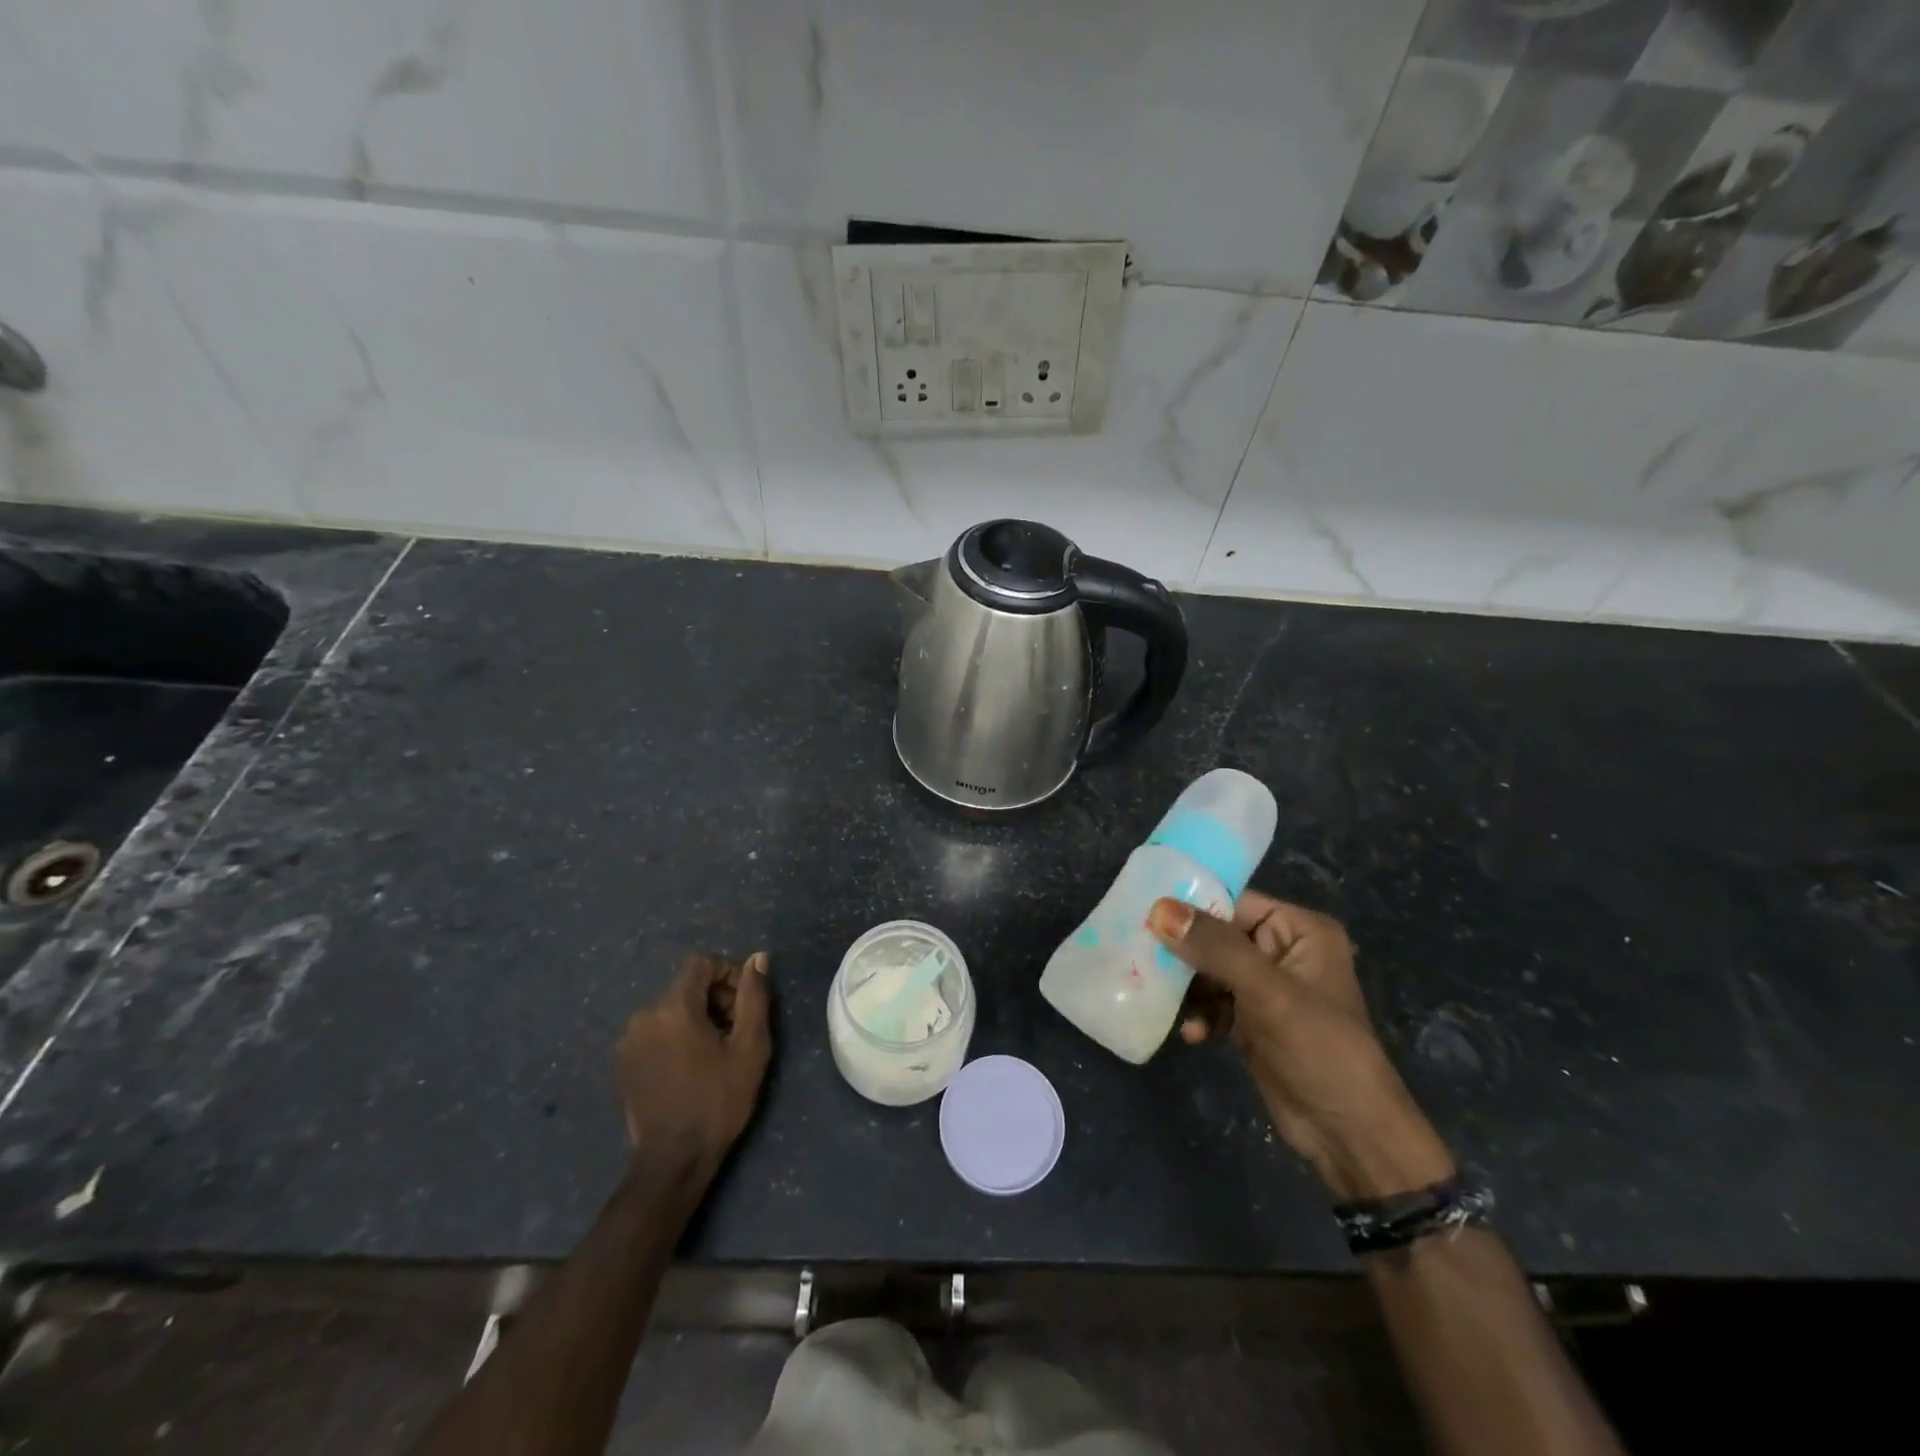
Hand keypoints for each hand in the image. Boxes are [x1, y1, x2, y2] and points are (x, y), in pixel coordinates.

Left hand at [616, 951, 770, 1170]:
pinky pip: (655, 1030)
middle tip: (736, 1031)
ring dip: (696, 1017)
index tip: (745, 1005)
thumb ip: (754, 996)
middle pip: (686, 986)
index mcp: (673, 1006)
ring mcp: (628, 1040)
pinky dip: (676, 1035)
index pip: (702, 963)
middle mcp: (644, 1014)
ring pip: (671, 1008)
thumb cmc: (718, 1100)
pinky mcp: (623, 1062)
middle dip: (715, 998)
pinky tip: (691, 1066)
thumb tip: (758, 958)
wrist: (673, 1160)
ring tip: (715, 1051)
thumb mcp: (750, 1047)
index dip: (729, 974)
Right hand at [1149, 893, 1453, 1200]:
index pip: (1234, 902)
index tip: (1145, 915)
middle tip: (1143, 959)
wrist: (1349, 1135)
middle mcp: (1282, 951)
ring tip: (1161, 999)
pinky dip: (1200, 1013)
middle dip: (1183, 952)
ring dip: (1187, 988)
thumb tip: (1159, 908)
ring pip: (1209, 970)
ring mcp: (1266, 987)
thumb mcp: (1267, 992)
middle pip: (1216, 935)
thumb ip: (1215, 947)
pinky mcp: (1252, 1020)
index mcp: (1299, 930)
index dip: (1191, 907)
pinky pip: (1213, 1001)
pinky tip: (1194, 1034)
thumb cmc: (1319, 1049)